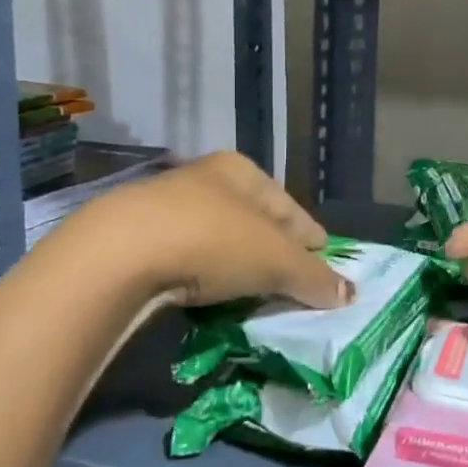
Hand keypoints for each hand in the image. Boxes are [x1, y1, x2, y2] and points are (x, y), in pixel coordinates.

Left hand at [81, 151, 348, 310]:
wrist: (118, 254)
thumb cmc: (214, 241)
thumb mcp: (276, 262)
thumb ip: (314, 278)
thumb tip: (349, 295)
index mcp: (242, 172)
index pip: (290, 207)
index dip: (310, 236)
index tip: (323, 258)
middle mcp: (204, 179)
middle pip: (253, 220)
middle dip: (273, 249)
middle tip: (290, 280)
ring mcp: (166, 207)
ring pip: (218, 238)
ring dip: (236, 263)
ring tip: (252, 293)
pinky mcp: (135, 238)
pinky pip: (187, 258)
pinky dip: (203, 275)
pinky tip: (208, 295)